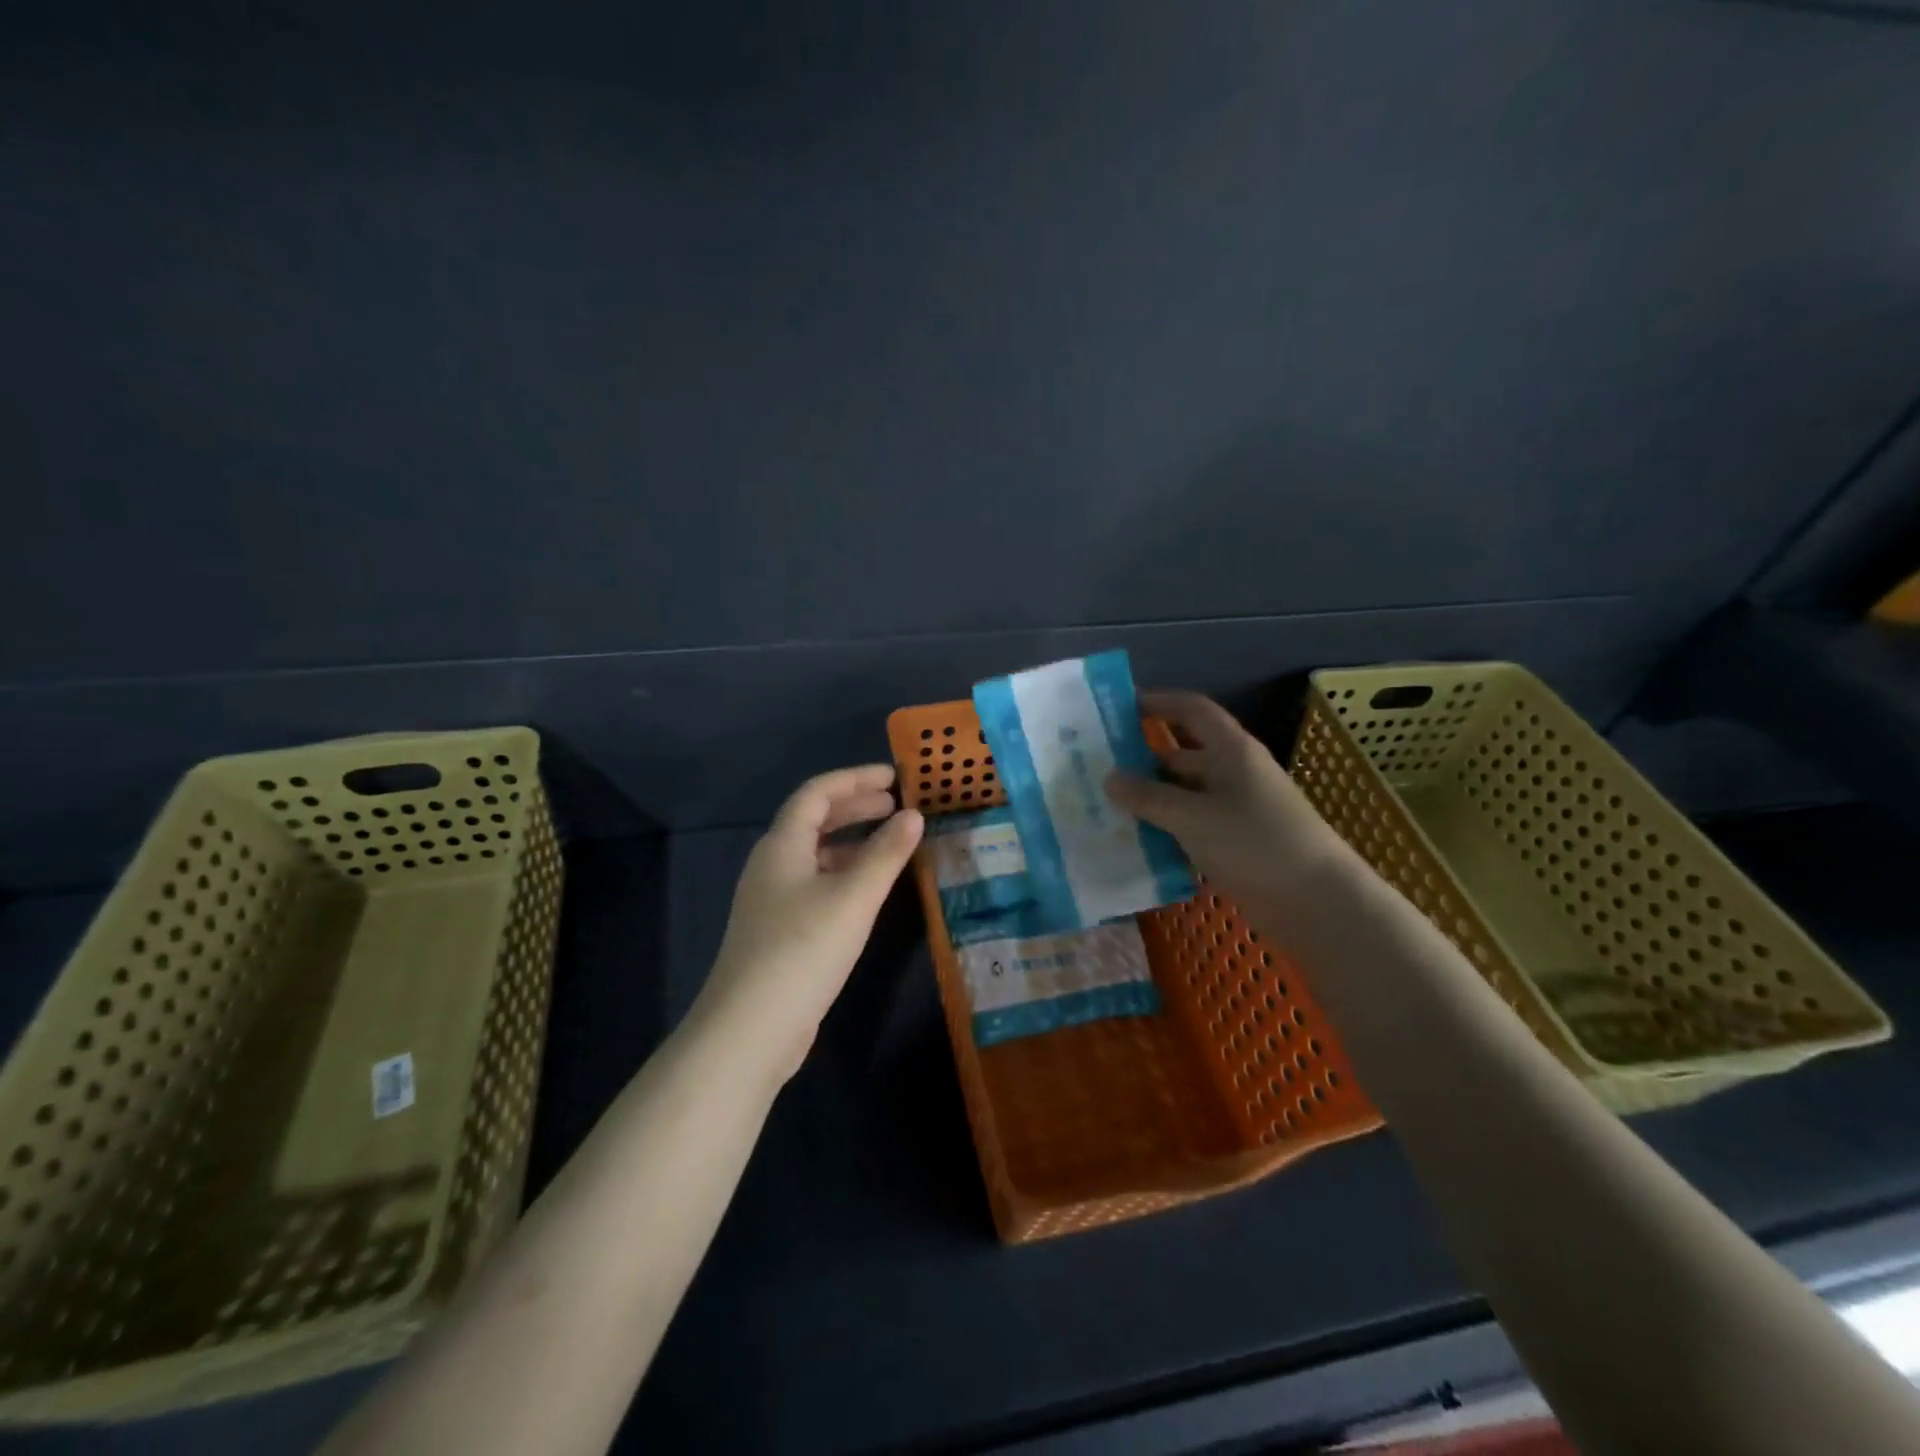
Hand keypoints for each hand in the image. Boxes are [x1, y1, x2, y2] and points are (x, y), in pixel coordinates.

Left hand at [694, 765, 924, 1082]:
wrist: (750, 1028)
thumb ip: (886, 854)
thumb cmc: (803, 949)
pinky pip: (816, 883)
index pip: (817, 793)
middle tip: (896, 805)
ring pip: (816, 854)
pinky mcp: (779, 930)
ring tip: (891, 842)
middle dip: (855, 807)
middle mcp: (773, 864)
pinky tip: (868, 891)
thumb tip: (914, 816)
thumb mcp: (854, 897)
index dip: (855, 778)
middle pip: (814, 820)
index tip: (894, 777)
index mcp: (782, 845)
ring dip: (852, 841)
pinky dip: (845, 873)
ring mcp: (773, 899)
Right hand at [1106, 691, 1345, 909]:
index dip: (1158, 702)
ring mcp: (1236, 808)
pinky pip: (1192, 824)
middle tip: (1099, 766)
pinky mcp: (1236, 841)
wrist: (1317, 901)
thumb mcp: (1193, 817)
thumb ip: (1149, 797)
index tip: (1119, 707)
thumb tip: (1110, 777)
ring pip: (1185, 793)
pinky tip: (1136, 841)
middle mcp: (1234, 772)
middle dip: (1143, 757)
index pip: (1192, 710)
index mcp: (1231, 751)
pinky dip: (1167, 827)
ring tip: (1107, 805)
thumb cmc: (1255, 844)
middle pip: (1183, 753)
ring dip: (1151, 797)